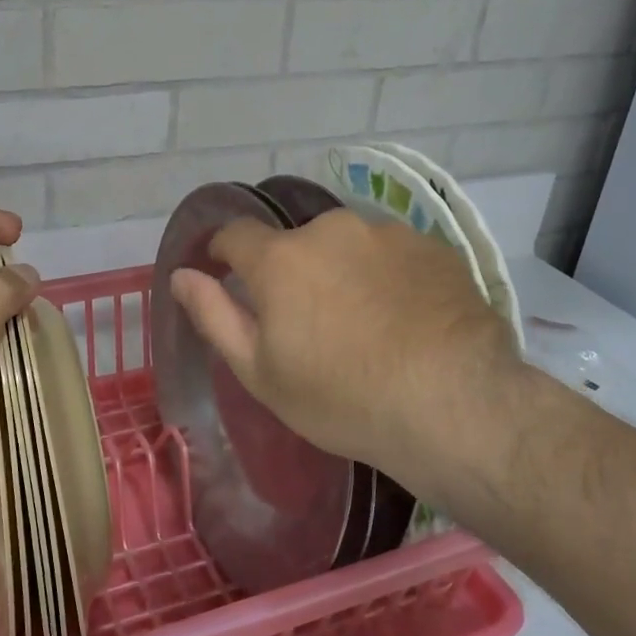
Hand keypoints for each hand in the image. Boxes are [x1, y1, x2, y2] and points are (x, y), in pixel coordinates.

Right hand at [169, 210, 532, 509]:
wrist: (454, 405)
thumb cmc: (342, 398)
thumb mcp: (260, 372)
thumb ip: (214, 315)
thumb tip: (181, 275)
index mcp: (281, 258)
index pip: (235, 234)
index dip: (224, 254)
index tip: (229, 278)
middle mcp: (332, 229)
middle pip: (296, 244)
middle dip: (293, 274)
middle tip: (311, 326)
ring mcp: (389, 234)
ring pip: (348, 247)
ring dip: (343, 273)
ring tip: (367, 325)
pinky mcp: (435, 247)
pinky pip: (393, 256)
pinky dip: (388, 278)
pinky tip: (406, 321)